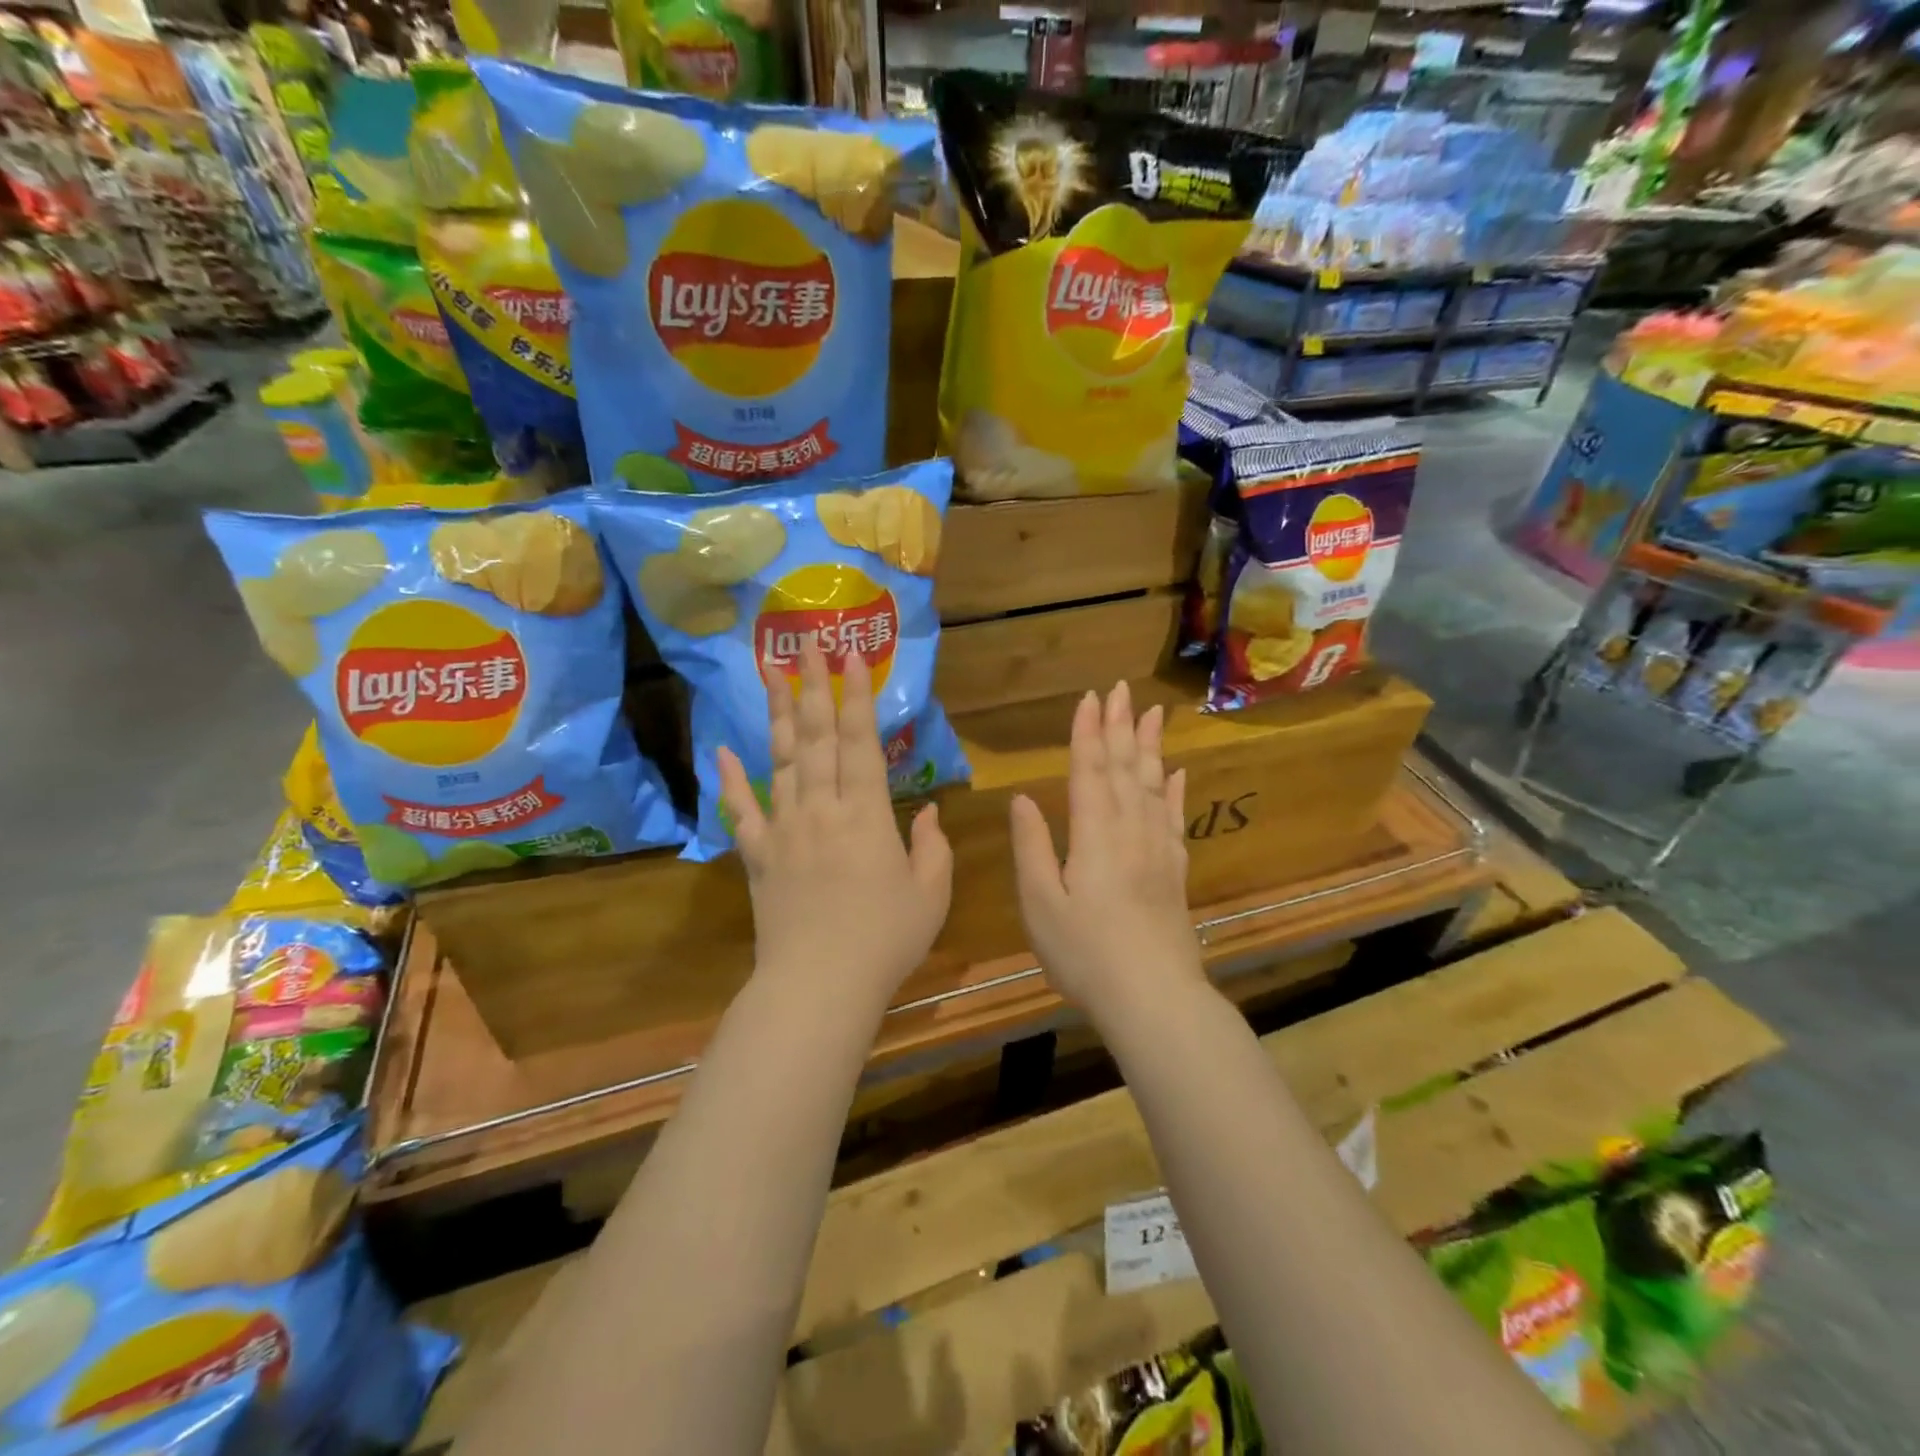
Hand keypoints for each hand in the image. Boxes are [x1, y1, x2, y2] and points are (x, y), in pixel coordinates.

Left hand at [717, 640, 951, 1005]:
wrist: (819, 986)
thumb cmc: (885, 940)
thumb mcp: (930, 894)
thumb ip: (933, 846)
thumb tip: (932, 811)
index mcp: (866, 814)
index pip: (860, 742)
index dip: (857, 696)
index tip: (851, 656)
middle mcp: (821, 809)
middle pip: (815, 737)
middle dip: (814, 686)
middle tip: (808, 643)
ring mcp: (784, 829)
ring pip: (780, 760)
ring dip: (777, 714)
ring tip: (770, 672)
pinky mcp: (758, 856)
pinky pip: (741, 812)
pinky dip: (730, 780)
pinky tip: (723, 750)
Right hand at [1009, 683, 1205, 1019]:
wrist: (1153, 998)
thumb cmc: (1084, 953)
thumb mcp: (1040, 903)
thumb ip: (1031, 846)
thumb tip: (1022, 798)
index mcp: (1094, 834)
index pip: (1090, 769)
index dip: (1088, 732)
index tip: (1090, 697)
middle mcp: (1130, 830)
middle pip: (1124, 767)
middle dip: (1120, 725)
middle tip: (1122, 688)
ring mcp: (1158, 849)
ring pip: (1153, 785)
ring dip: (1150, 746)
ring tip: (1154, 713)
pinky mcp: (1174, 871)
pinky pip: (1174, 819)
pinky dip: (1174, 792)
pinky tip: (1176, 774)